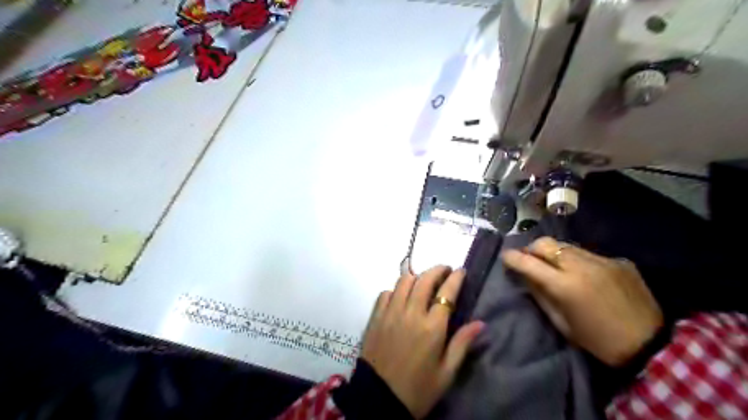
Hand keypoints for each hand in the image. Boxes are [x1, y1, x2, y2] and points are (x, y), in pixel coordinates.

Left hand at [363, 268, 484, 418]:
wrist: (379, 400)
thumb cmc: (418, 389)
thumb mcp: (446, 372)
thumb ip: (462, 343)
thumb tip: (480, 323)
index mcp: (432, 327)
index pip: (446, 292)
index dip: (455, 278)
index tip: (461, 271)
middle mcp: (411, 313)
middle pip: (424, 279)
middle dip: (437, 270)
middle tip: (444, 270)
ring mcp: (390, 312)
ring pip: (404, 281)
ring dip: (416, 277)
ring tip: (423, 282)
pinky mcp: (375, 317)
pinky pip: (386, 293)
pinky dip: (396, 289)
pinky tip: (401, 297)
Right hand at [499, 236, 662, 367]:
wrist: (650, 344)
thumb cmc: (597, 340)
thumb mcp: (561, 322)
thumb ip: (540, 294)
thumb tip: (525, 276)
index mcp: (565, 285)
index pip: (528, 262)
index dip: (512, 257)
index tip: (505, 257)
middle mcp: (581, 265)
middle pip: (546, 243)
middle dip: (532, 249)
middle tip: (530, 260)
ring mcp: (602, 260)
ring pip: (566, 245)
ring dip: (555, 253)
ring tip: (556, 266)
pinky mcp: (618, 261)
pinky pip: (589, 254)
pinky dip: (578, 260)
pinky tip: (585, 274)